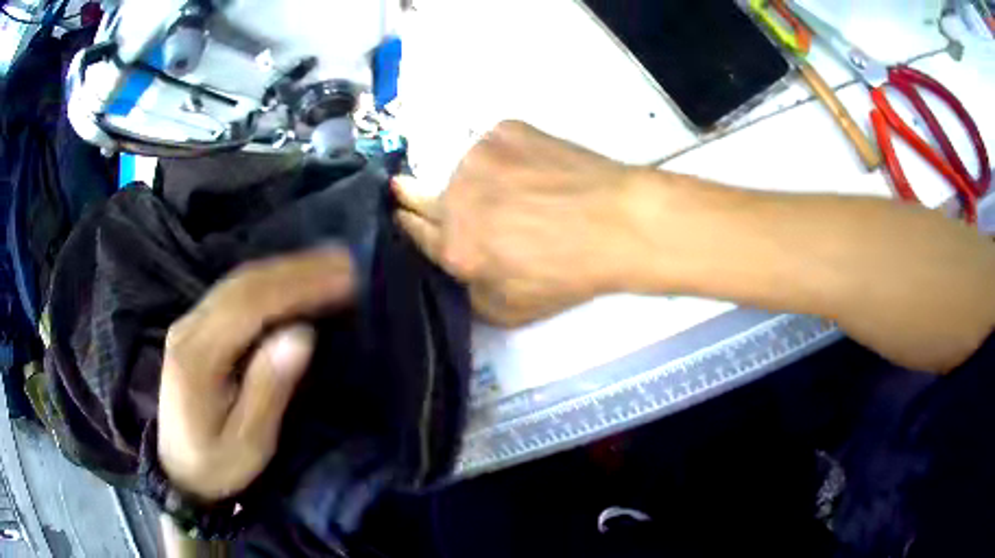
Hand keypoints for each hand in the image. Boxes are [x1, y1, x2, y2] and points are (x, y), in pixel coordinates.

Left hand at [158, 248, 354, 501]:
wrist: (179, 469)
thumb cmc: (217, 465)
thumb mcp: (249, 444)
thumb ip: (269, 390)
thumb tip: (302, 335)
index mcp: (197, 358)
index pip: (249, 305)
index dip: (298, 286)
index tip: (344, 279)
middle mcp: (189, 328)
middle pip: (245, 283)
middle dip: (298, 269)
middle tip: (348, 262)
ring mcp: (191, 322)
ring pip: (240, 280)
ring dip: (288, 269)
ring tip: (332, 263)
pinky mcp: (197, 325)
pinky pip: (237, 291)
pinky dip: (273, 280)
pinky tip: (297, 278)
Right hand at [395, 121, 647, 326]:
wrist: (618, 221)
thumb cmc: (569, 272)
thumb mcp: (510, 310)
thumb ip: (466, 292)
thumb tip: (451, 265)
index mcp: (455, 247)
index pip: (412, 229)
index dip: (408, 223)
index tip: (403, 214)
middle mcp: (455, 197)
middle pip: (420, 194)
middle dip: (413, 196)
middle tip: (411, 189)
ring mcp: (478, 156)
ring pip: (461, 169)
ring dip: (473, 180)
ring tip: (513, 188)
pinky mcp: (503, 130)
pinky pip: (491, 146)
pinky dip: (502, 157)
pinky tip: (532, 168)